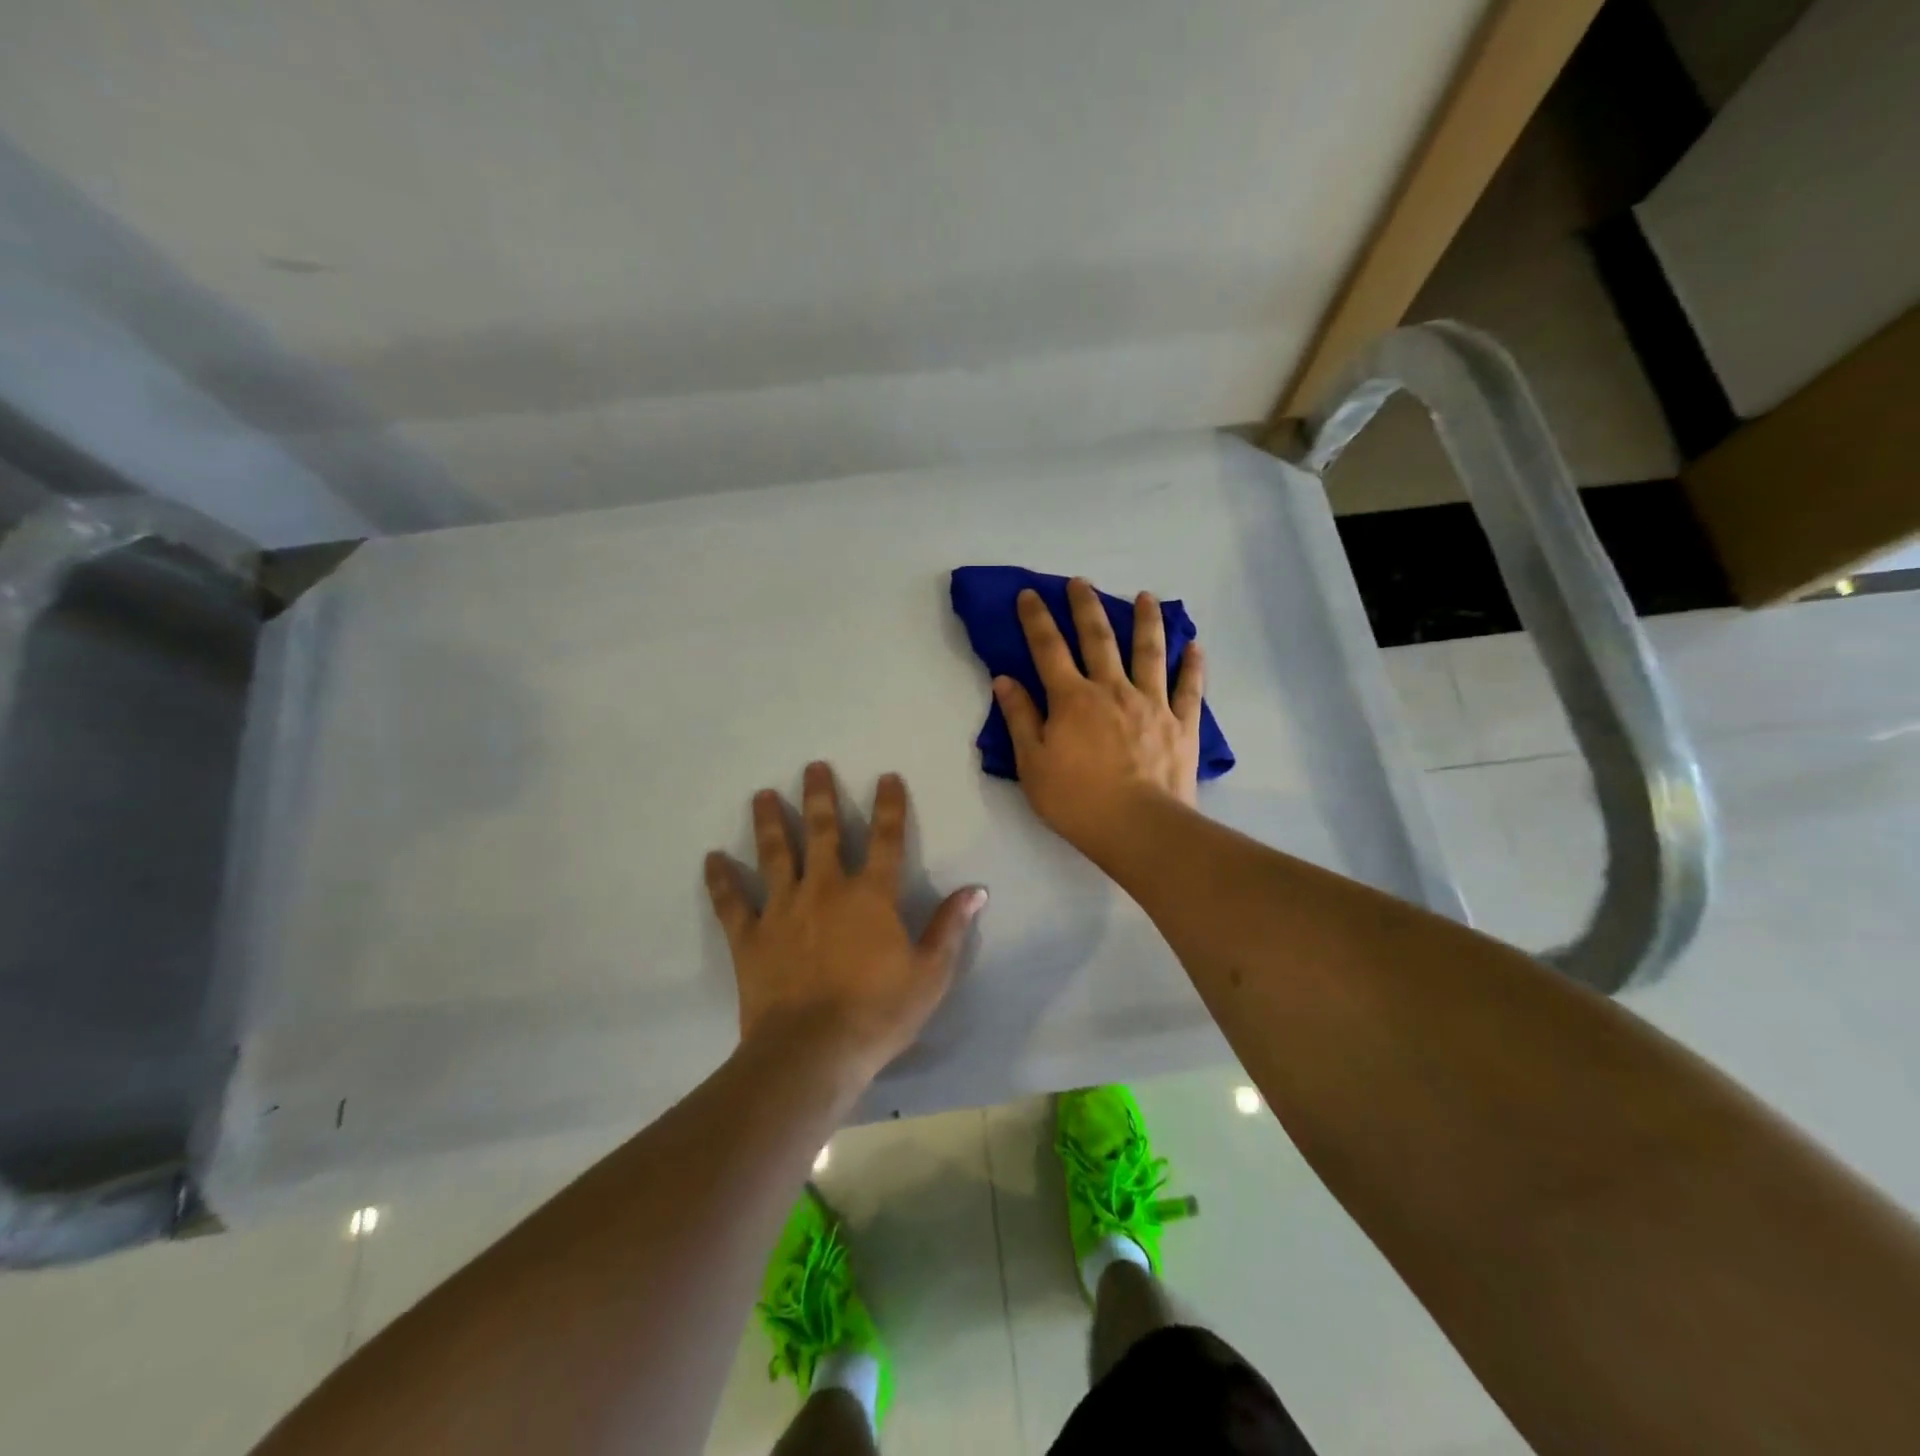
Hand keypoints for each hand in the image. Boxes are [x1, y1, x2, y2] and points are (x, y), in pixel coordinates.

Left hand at [705, 763, 986, 1082]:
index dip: (889, 806)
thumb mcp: (930, 974)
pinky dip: (721, 880)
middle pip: (823, 832)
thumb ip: (950, 928)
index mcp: (870, 896)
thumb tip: (976, 890)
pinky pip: (732, 902)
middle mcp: (825, 889)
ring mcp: (783, 909)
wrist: (812, 1052)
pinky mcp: (750, 937)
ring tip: (762, 795)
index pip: (886, 839)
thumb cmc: (879, 1013)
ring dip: (769, 822)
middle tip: (812, 767)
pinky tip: (711, 858)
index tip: (886, 777)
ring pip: (776, 855)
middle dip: (820, 797)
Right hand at [993, 578, 1203, 855]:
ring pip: (1149, 652)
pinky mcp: (1181, 723)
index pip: (1048, 648)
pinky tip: (1194, 647)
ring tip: (1146, 597)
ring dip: (1146, 621)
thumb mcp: (1032, 763)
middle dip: (1086, 607)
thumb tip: (1005, 679)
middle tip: (1081, 582)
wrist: (1137, 827)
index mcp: (1072, 698)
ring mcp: (1152, 703)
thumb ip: (1020, 718)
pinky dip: (1192, 666)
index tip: (1029, 594)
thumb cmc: (1076, 800)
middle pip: (1098, 638)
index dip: (1036, 619)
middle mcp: (1112, 689)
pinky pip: (1189, 688)